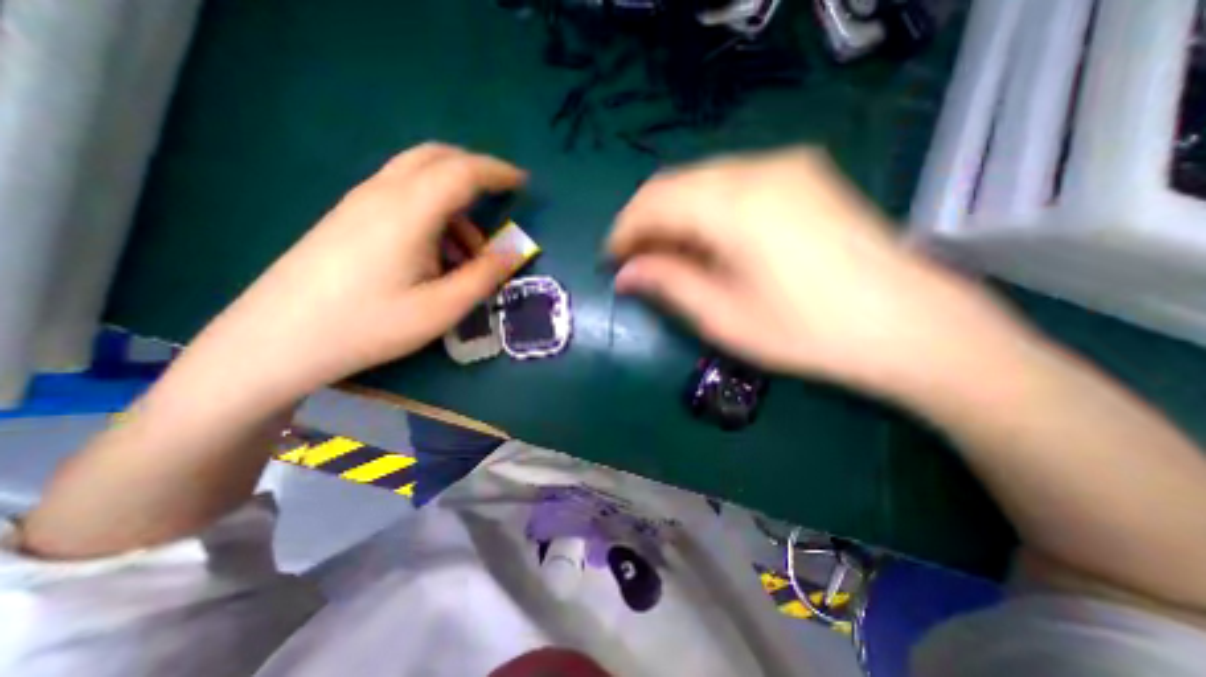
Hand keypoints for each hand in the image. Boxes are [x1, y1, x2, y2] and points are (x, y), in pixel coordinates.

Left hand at [188, 142, 528, 401]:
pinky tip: (436, 251)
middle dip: (475, 171)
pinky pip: (401, 195)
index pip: (463, 172)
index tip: (523, 183)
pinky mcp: (348, 217)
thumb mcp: (441, 308)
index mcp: (408, 212)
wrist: (278, 339)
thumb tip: (514, 253)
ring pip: (418, 176)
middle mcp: (382, 193)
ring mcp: (359, 203)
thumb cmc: (369, 325)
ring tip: (470, 249)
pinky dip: (432, 210)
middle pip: (436, 158)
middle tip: (501, 197)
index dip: (498, 172)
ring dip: (454, 199)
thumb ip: (484, 276)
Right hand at [614, 147, 1014, 399]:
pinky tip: (706, 242)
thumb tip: (625, 274)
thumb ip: (668, 284)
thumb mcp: (724, 316)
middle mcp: (757, 168)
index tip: (612, 261)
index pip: (653, 202)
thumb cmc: (807, 331)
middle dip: (646, 223)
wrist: (909, 326)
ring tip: (668, 257)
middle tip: (636, 262)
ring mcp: (785, 166)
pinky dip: (704, 210)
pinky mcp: (803, 176)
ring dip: (674, 216)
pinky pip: (731, 183)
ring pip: (701, 181)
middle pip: (674, 184)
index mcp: (734, 203)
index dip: (624, 231)